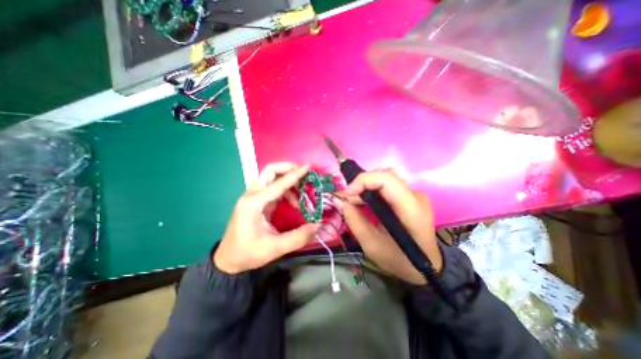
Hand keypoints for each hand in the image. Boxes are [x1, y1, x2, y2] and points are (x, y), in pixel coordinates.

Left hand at [214, 163, 318, 274]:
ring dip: (288, 179)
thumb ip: (299, 237)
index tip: (308, 167)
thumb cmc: (248, 253)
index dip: (295, 175)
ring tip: (302, 191)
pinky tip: (293, 201)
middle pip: (270, 171)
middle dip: (288, 168)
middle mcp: (251, 195)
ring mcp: (253, 196)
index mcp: (253, 203)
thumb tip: (318, 224)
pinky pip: (272, 187)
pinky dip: (285, 188)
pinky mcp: (256, 200)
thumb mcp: (275, 248)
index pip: (278, 184)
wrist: (228, 260)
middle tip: (304, 174)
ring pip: (271, 176)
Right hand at [340, 170, 440, 283]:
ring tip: (354, 201)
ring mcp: (414, 194)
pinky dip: (372, 190)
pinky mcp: (409, 196)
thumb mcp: (371, 245)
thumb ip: (353, 220)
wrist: (426, 266)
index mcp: (411, 209)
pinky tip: (365, 202)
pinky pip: (387, 185)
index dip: (363, 181)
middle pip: (384, 175)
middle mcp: (415, 195)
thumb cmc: (400, 260)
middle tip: (347, 199)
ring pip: (384, 177)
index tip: (346, 194)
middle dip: (361, 184)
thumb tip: (338, 199)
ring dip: (365, 186)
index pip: (386, 179)